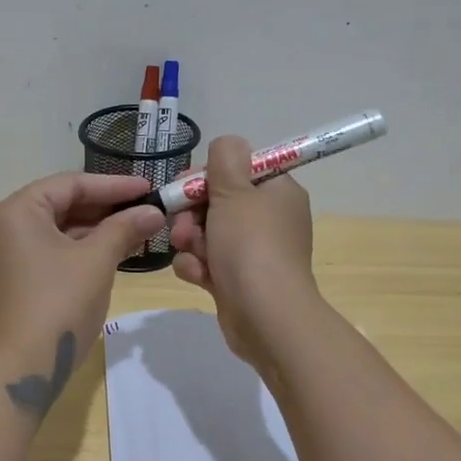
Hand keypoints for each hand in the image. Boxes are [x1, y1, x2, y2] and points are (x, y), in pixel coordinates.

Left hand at [0, 171, 165, 410]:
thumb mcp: (97, 261)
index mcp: (14, 211)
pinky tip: (108, 253)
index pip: (70, 184)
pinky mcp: (5, 280)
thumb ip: (125, 229)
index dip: (113, 186)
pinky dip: (74, 249)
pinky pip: (44, 251)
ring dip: (92, 230)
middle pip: (59, 205)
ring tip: (134, 231)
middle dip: (104, 208)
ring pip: (53, 230)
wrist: (20, 369)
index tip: (148, 188)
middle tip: (144, 210)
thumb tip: (154, 212)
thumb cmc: (59, 304)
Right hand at [170, 135, 318, 367]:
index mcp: (278, 192)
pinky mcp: (237, 280)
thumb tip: (228, 144)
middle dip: (192, 212)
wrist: (265, 316)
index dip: (209, 174)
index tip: (188, 184)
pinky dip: (198, 266)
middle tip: (183, 224)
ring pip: (207, 232)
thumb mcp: (235, 189)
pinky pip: (207, 262)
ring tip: (190, 251)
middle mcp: (269, 219)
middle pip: (218, 201)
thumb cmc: (251, 245)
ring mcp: (253, 252)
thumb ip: (225, 157)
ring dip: (191, 240)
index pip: (239, 169)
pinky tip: (198, 275)